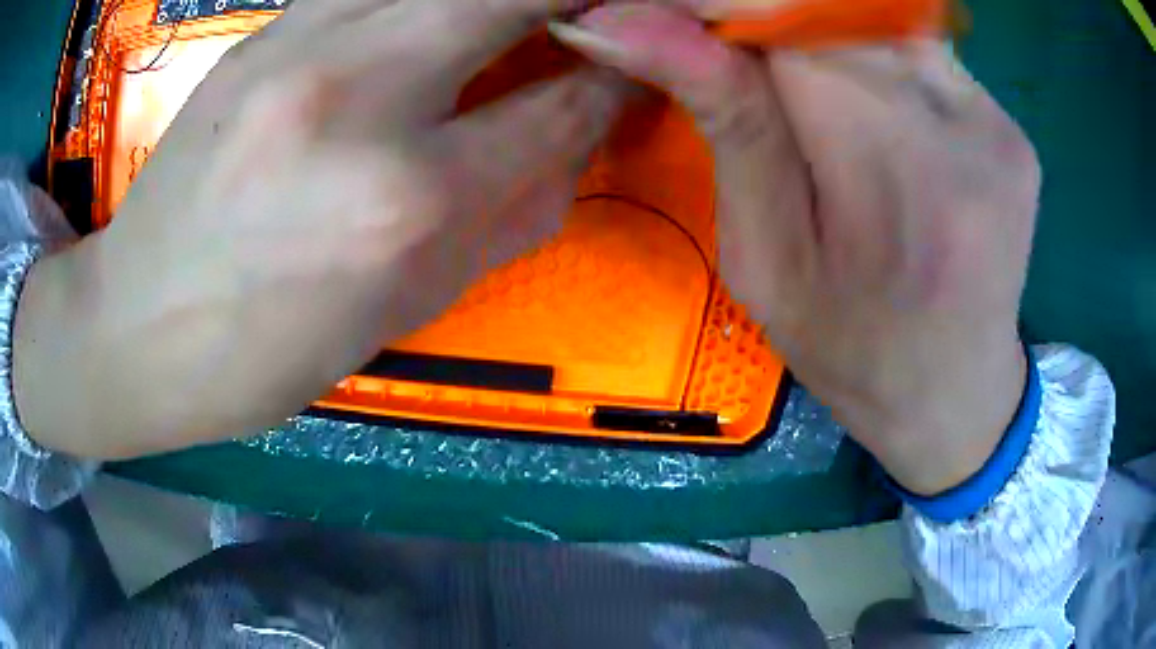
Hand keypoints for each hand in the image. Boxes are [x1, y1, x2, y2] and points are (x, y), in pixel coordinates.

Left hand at [14, 0, 627, 458]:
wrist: (136, 327)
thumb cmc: (265, 351)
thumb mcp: (402, 308)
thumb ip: (505, 213)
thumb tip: (572, 141)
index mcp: (405, 203)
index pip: (558, 109)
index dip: (615, 85)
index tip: (635, 72)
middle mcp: (362, 96)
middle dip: (583, 1)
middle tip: (606, 18)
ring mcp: (303, 42)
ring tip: (521, 20)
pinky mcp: (268, 27)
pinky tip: (433, 19)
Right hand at [554, 3, 1039, 494]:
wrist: (955, 398)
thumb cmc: (852, 352)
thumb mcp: (764, 258)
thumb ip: (724, 120)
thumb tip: (622, 22)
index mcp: (893, 174)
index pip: (788, 18)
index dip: (720, 6)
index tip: (672, 21)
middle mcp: (962, 130)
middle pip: (837, 6)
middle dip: (766, 17)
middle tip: (737, 65)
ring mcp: (998, 123)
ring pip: (880, 17)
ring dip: (822, 34)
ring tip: (812, 102)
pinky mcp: (1011, 126)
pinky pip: (924, 51)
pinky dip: (875, 56)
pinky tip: (870, 109)